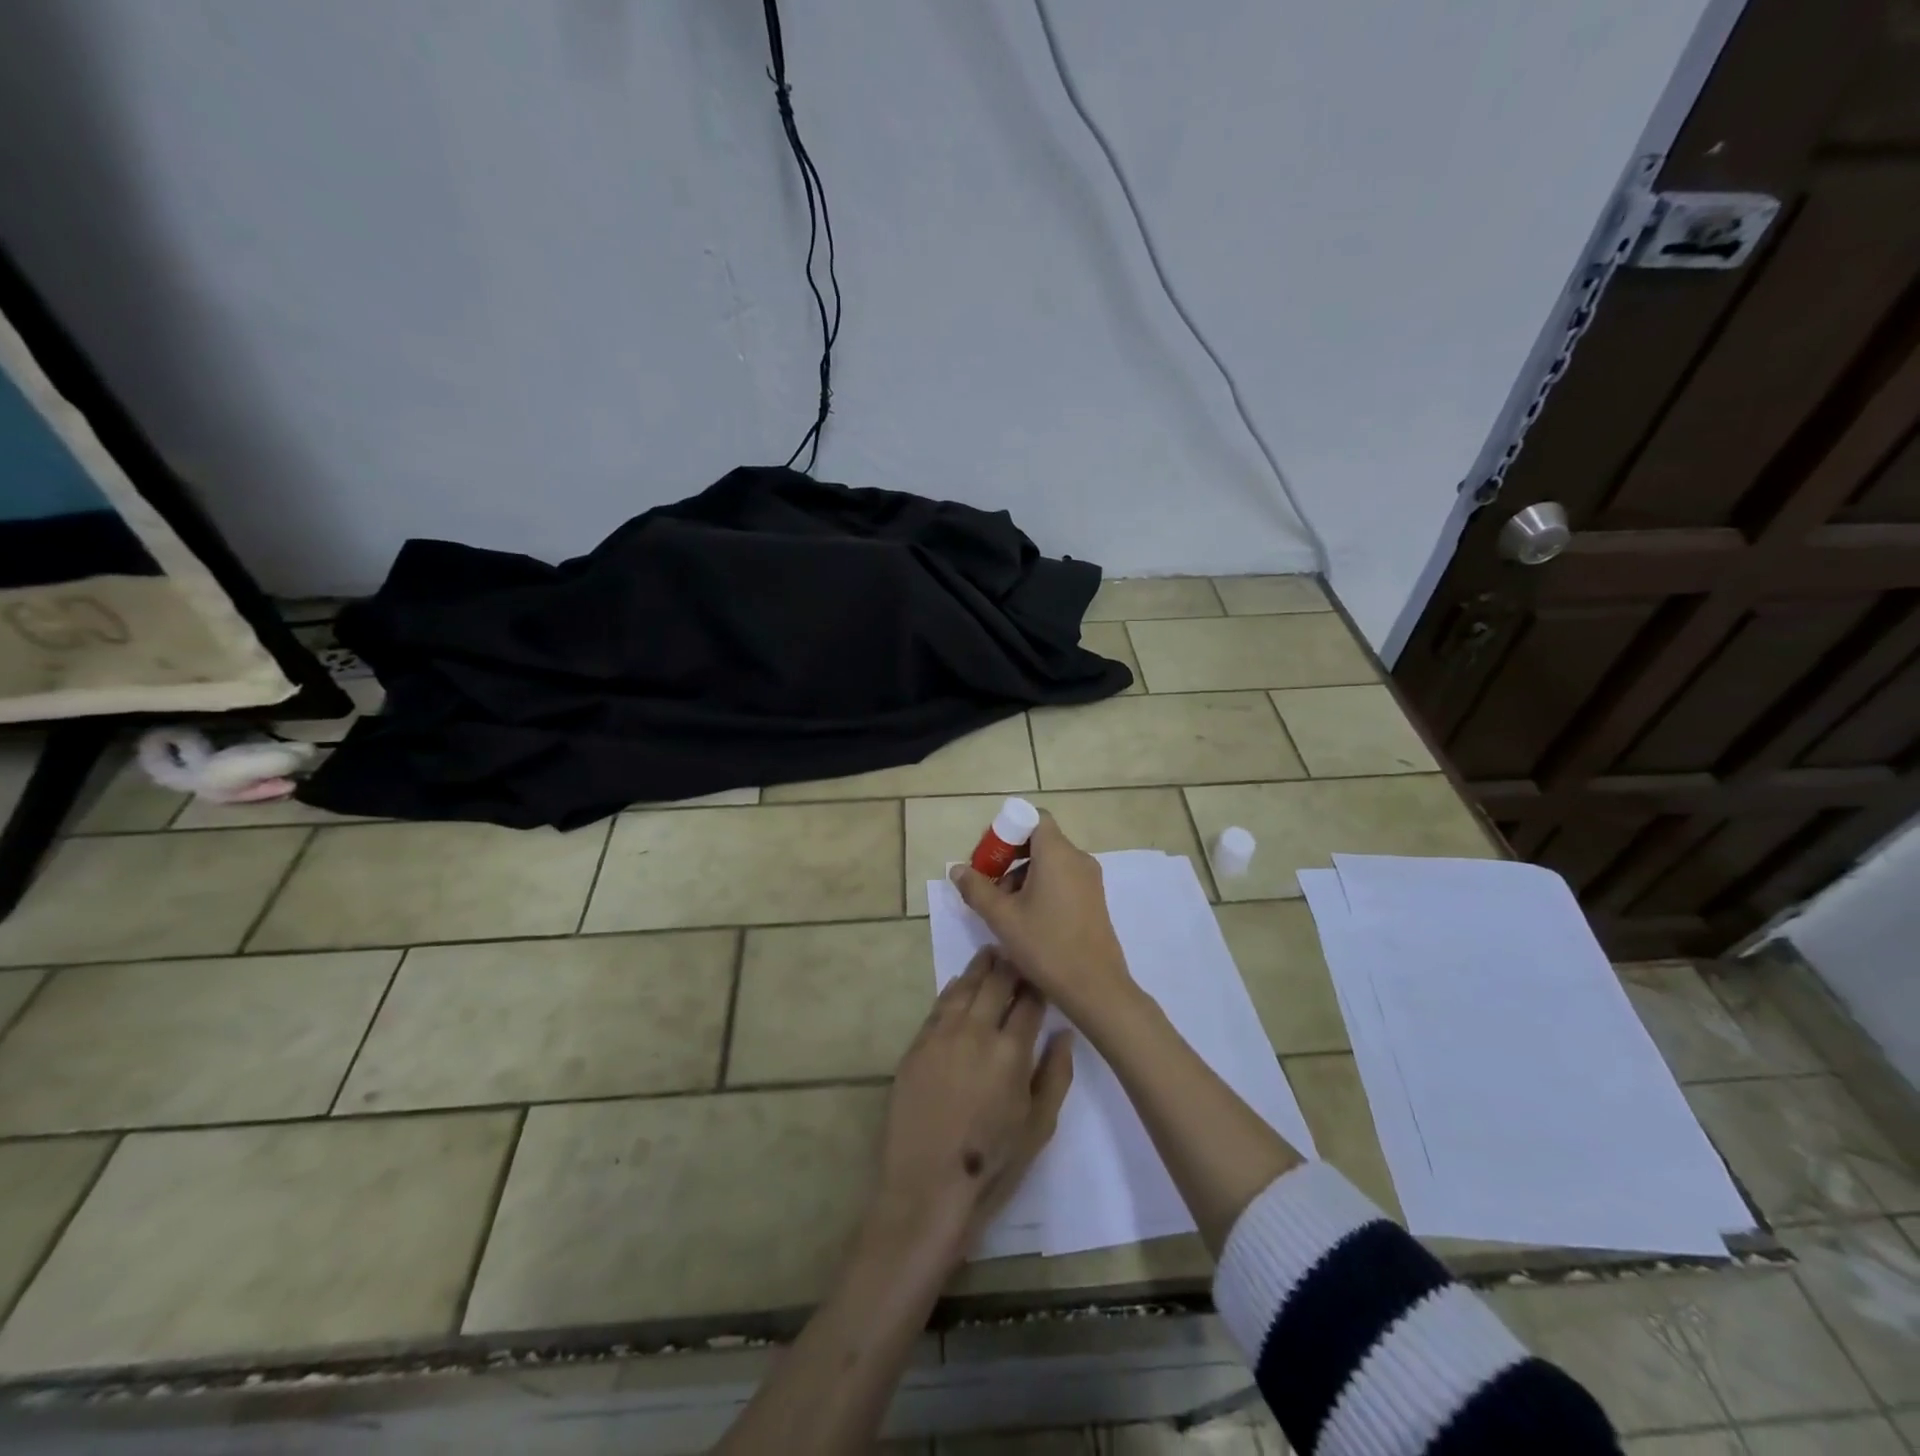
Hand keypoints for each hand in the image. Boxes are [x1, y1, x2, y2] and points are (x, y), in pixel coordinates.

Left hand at [870, 947, 1072, 1261]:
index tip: (1043, 971)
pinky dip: (953, 990)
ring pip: (964, 987)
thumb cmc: (992, 1165)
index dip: (1037, 983)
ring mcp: (942, 1035)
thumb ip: (1056, 1075)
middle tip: (1016, 951)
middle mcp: (976, 1032)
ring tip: (990, 955)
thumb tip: (1064, 1033)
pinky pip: (938, 1006)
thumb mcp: (1039, 1127)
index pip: (1029, 1001)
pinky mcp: (916, 1046)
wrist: (926, 1189)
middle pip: (995, 984)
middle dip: (1009, 965)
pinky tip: (959, 984)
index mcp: (1012, 1051)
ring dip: (979, 969)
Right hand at [947, 813, 1134, 1022]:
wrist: (1095, 988)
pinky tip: (1026, 919)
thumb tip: (957, 869)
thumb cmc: (1046, 945)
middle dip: (1009, 857)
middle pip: (1039, 840)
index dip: (1008, 830)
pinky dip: (1041, 887)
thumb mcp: (1002, 918)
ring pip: (1050, 862)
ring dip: (1023, 875)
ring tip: (1003, 908)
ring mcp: (1090, 879)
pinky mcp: (1094, 899)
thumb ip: (976, 888)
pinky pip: (1063, 879)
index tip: (988, 856)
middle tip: (987, 883)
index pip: (1034, 818)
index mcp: (1057, 853)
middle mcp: (1078, 858)